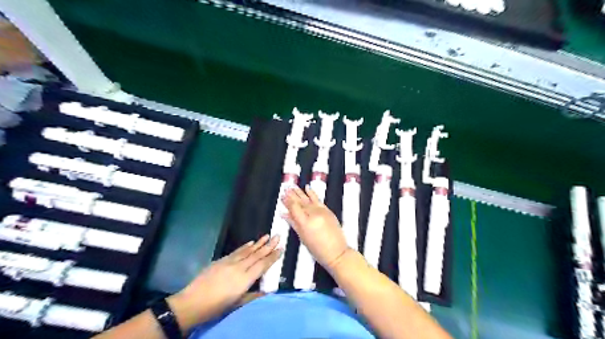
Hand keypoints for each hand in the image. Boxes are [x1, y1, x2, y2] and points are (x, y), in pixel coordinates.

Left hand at [167, 234, 280, 326]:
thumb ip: (253, 296)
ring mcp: (229, 262)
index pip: (262, 265)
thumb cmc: (216, 307)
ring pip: (247, 251)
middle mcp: (239, 267)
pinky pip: (236, 251)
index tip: (281, 248)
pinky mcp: (221, 260)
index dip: (272, 257)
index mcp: (245, 279)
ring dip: (258, 243)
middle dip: (268, 245)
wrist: (192, 302)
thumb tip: (267, 291)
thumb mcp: (237, 304)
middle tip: (278, 235)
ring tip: (267, 235)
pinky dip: (244, 246)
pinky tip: (250, 243)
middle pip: (257, 255)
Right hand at [283, 185, 349, 271]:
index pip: (294, 207)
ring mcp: (322, 211)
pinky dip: (312, 193)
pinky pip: (318, 199)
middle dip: (292, 195)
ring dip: (300, 192)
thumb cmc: (318, 249)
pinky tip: (307, 188)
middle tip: (285, 189)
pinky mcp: (328, 211)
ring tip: (293, 187)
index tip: (282, 196)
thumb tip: (284, 214)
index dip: (287, 201)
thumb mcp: (302, 237)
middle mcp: (313, 214)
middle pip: (300, 202)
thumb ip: (293, 223)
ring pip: (308, 199)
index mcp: (305, 222)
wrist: (336, 252)